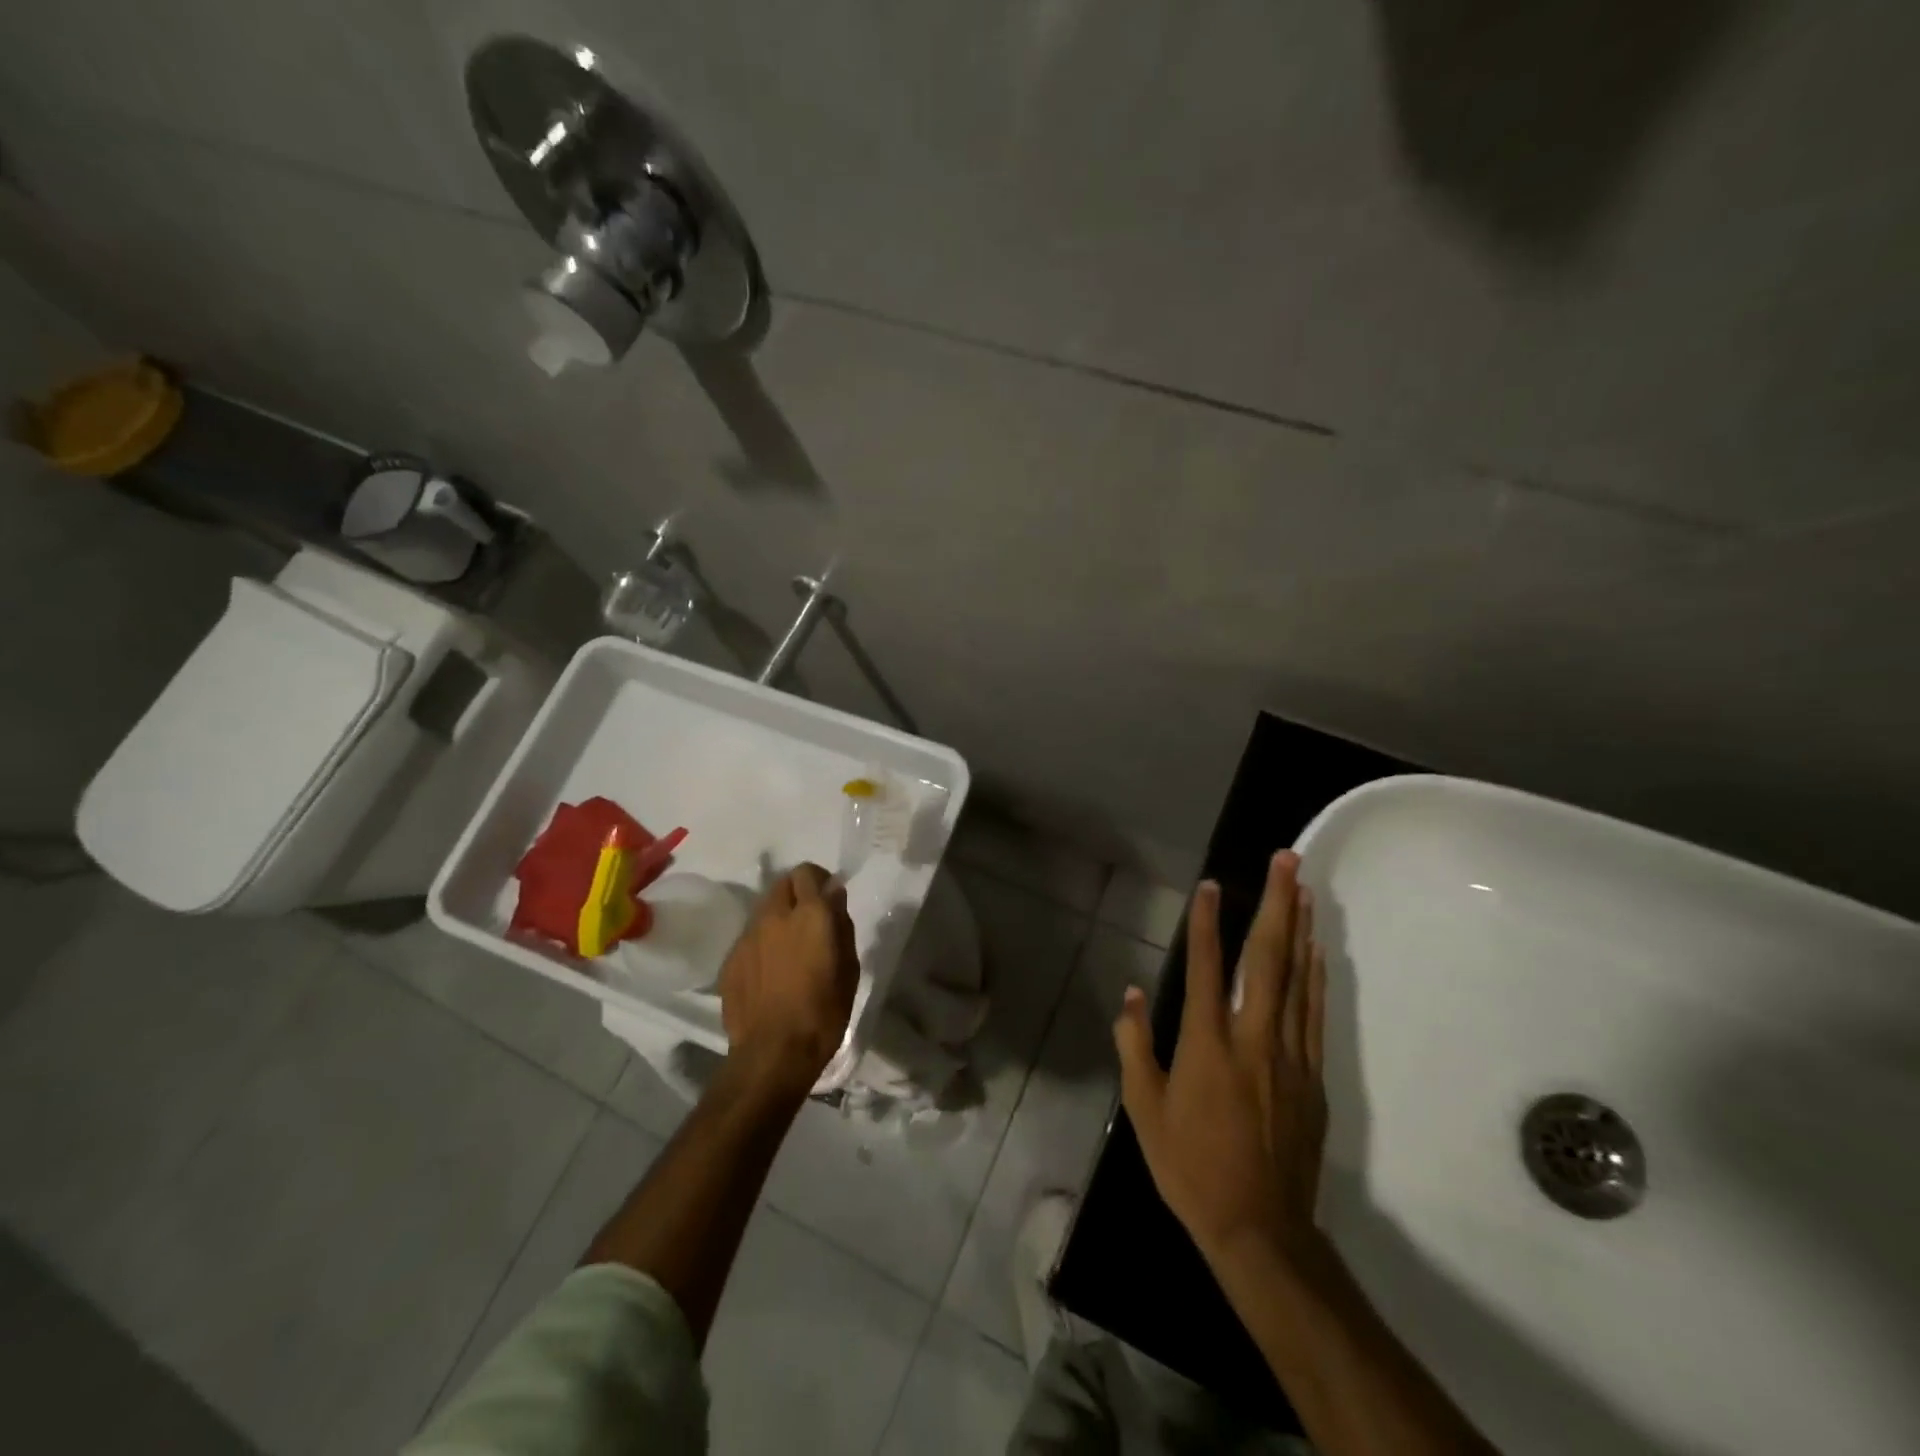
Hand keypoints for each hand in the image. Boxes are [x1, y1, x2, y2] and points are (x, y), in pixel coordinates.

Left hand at [719, 863, 860, 1092]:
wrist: (773, 1053)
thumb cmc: (823, 1012)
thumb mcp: (849, 968)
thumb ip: (841, 925)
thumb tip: (834, 897)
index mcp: (810, 914)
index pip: (807, 872)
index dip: (819, 881)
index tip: (828, 899)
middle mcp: (775, 916)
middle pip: (783, 883)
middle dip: (797, 893)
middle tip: (809, 921)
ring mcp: (748, 936)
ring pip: (764, 909)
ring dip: (779, 917)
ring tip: (789, 949)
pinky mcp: (730, 959)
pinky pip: (750, 937)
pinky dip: (762, 944)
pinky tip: (770, 973)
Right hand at [1113, 851, 1327, 1267]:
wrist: (1261, 1230)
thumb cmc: (1191, 1167)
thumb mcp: (1145, 1110)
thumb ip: (1135, 1047)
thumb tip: (1131, 996)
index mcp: (1208, 1045)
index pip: (1207, 968)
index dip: (1208, 922)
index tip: (1213, 885)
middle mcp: (1253, 1039)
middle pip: (1268, 959)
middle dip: (1278, 903)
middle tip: (1288, 860)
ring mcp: (1290, 1056)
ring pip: (1298, 979)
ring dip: (1301, 928)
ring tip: (1304, 888)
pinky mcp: (1313, 1077)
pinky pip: (1313, 1013)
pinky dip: (1315, 976)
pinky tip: (1316, 951)